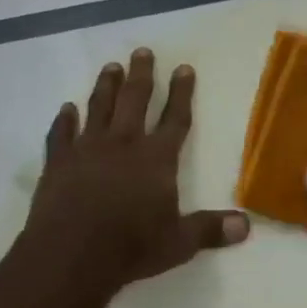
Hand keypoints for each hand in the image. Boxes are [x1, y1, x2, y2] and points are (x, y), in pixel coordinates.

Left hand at [20, 48, 249, 293]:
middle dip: (142, 74)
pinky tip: (66, 109)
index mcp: (157, 159)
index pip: (175, 118)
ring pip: (98, 107)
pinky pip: (61, 134)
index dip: (182, 93)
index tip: (184, 68)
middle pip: (135, 100)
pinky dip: (64, 120)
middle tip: (143, 51)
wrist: (70, 256)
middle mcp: (124, 144)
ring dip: (106, 86)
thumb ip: (210, 229)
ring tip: (111, 66)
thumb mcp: (179, 243)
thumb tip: (247, 225)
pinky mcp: (58, 162)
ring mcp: (87, 149)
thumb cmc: (131, 248)